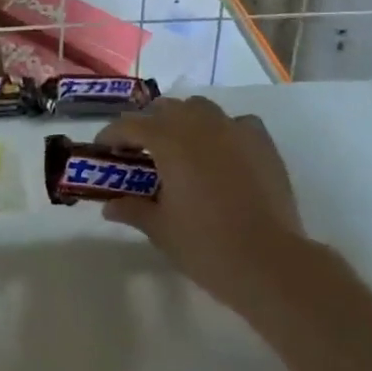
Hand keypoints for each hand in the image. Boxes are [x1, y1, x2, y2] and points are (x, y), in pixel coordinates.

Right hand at [95, 96, 304, 310]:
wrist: (269, 262)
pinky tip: (222, 153)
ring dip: (183, 120)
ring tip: (180, 148)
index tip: (102, 151)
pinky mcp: (262, 142)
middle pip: (165, 108)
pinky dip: (222, 130)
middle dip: (148, 124)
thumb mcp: (160, 229)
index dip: (111, 135)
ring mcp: (235, 130)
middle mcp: (200, 125)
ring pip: (200, 108)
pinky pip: (236, 123)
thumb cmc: (206, 246)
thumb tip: (109, 205)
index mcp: (169, 141)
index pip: (130, 125)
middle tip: (140, 152)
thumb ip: (133, 209)